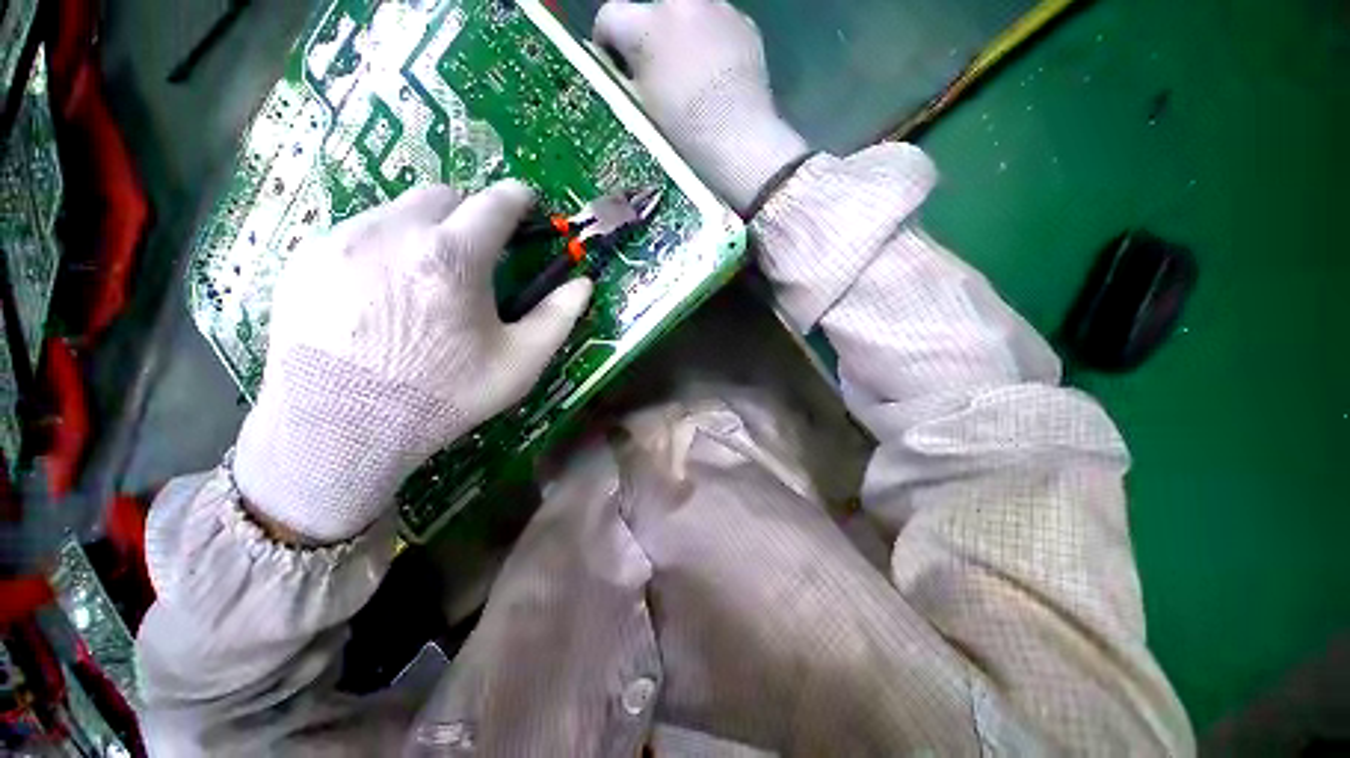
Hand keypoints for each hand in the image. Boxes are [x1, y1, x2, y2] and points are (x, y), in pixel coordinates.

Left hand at [233, 181, 592, 542]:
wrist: (339, 428)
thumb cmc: (444, 396)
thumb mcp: (519, 363)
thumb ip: (557, 317)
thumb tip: (583, 283)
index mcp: (453, 257)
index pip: (494, 203)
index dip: (518, 199)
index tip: (526, 205)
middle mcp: (393, 231)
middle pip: (443, 194)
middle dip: (469, 214)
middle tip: (475, 253)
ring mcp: (342, 239)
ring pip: (397, 210)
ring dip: (425, 230)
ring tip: (425, 278)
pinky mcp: (305, 256)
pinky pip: (357, 231)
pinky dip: (383, 247)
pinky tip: (381, 293)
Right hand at [594, 0, 808, 212]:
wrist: (740, 140)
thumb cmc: (683, 133)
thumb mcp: (641, 108)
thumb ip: (625, 76)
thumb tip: (621, 64)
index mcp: (643, 24)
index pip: (609, 16)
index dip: (608, 43)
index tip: (616, 67)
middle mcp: (678, 0)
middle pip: (651, 11)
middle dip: (649, 37)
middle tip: (658, 75)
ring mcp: (717, 7)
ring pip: (688, 14)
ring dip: (683, 36)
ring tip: (693, 77)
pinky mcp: (745, 22)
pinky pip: (718, 26)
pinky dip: (712, 43)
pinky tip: (719, 77)